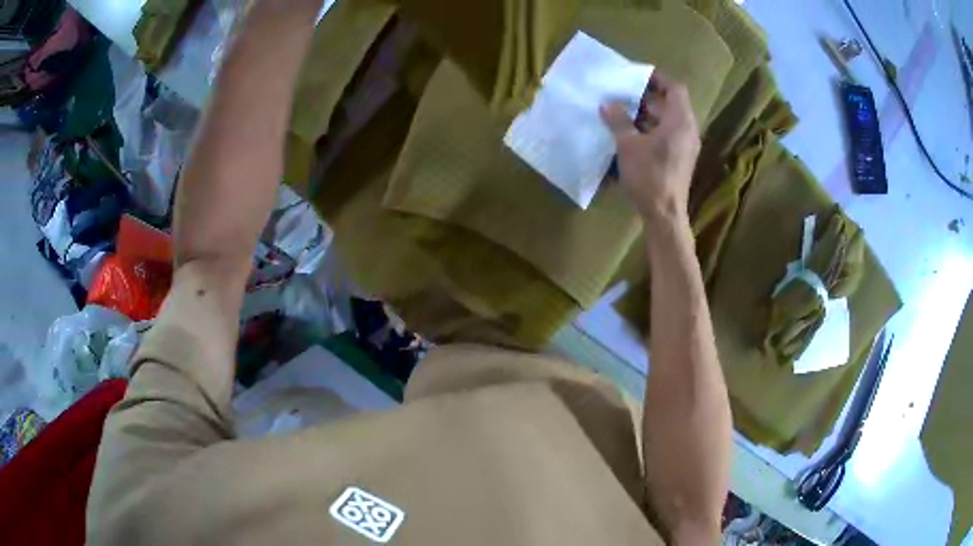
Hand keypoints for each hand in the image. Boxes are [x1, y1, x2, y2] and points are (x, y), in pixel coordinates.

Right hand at [600, 71, 700, 222]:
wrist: (665, 214)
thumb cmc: (649, 175)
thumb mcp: (628, 145)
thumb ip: (618, 120)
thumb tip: (607, 104)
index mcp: (680, 121)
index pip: (675, 89)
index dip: (657, 79)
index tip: (636, 77)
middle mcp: (688, 130)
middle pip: (670, 104)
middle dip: (646, 98)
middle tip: (622, 95)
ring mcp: (686, 146)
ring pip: (668, 121)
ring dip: (647, 115)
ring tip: (622, 113)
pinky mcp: (680, 159)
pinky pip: (667, 135)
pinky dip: (651, 130)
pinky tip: (631, 135)